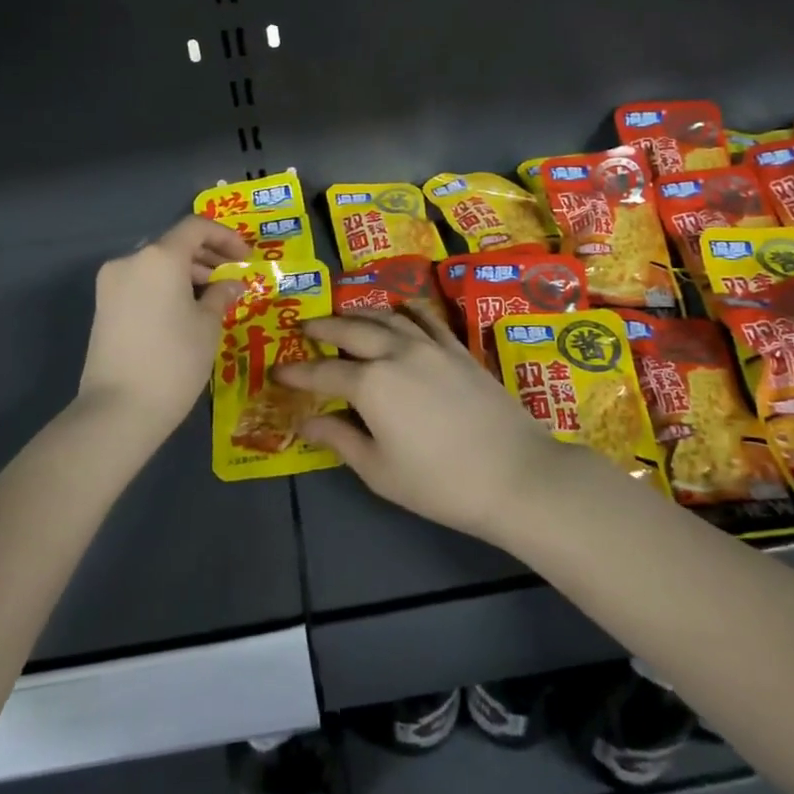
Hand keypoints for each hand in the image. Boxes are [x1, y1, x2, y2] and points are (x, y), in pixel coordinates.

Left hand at [78, 217, 251, 435]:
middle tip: (233, 279)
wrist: (119, 408)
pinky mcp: (103, 306)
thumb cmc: (174, 361)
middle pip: (174, 244)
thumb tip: (232, 283)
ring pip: (156, 264)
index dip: (225, 237)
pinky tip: (185, 311)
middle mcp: (130, 260)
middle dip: (207, 257)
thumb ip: (221, 295)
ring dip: (186, 273)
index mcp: (159, 257)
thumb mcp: (208, 326)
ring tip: (213, 299)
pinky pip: (142, 283)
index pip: (196, 227)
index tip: (246, 258)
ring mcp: (111, 283)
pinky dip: (166, 287)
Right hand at [273, 305, 581, 540]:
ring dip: (359, 313)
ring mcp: (431, 346)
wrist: (516, 475)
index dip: (297, 372)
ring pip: (387, 316)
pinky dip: (406, 310)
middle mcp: (397, 352)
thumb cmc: (440, 483)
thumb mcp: (379, 470)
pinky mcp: (458, 349)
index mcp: (371, 384)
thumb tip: (306, 422)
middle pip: (351, 330)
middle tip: (305, 328)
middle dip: (324, 327)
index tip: (277, 370)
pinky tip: (399, 310)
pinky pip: (425, 319)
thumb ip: (340, 439)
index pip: (323, 372)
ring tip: (344, 316)